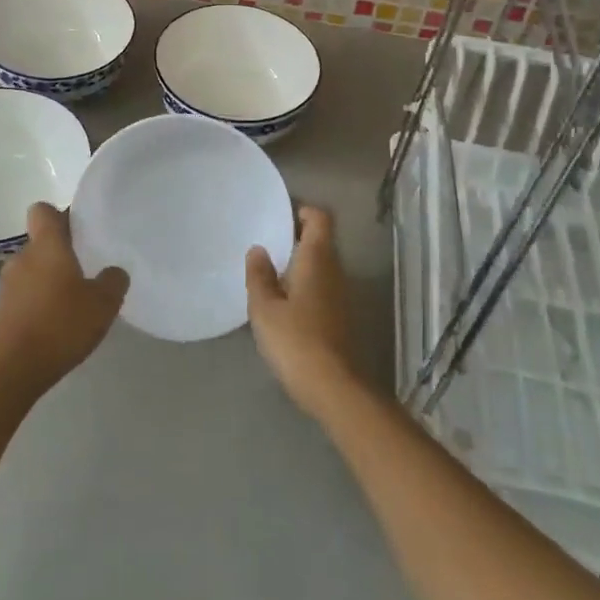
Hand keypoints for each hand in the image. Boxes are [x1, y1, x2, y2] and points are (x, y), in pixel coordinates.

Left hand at [0, 203, 128, 398]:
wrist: (11, 370)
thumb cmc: (59, 325)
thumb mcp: (102, 304)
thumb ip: (113, 281)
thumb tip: (114, 271)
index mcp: (46, 245)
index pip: (43, 210)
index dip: (59, 215)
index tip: (79, 230)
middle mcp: (23, 258)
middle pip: (41, 242)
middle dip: (61, 253)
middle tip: (87, 270)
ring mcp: (8, 286)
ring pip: (33, 271)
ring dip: (50, 281)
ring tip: (74, 303)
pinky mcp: (1, 313)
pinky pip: (25, 296)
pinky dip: (39, 303)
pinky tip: (57, 325)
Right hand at [247, 205, 357, 415]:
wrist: (333, 388)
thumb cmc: (295, 340)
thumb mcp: (265, 307)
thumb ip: (259, 275)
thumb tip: (258, 250)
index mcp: (316, 259)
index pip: (319, 219)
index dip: (303, 211)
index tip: (281, 215)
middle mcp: (334, 270)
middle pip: (320, 241)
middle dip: (296, 238)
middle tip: (266, 244)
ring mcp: (341, 295)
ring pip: (321, 265)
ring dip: (299, 264)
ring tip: (269, 272)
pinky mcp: (340, 317)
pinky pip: (322, 286)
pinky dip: (304, 285)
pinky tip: (283, 302)